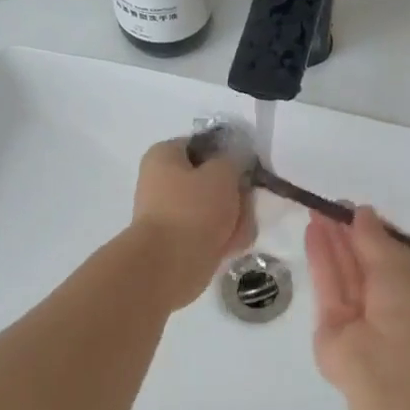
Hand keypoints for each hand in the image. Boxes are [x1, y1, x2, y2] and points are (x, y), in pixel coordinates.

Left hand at [129, 138, 255, 310]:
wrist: (170, 264)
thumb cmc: (194, 208)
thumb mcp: (223, 173)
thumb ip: (235, 160)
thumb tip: (235, 162)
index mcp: (164, 156)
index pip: (203, 145)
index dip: (228, 154)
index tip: (247, 167)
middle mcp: (163, 181)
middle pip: (212, 179)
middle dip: (235, 194)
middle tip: (245, 203)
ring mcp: (170, 213)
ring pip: (215, 208)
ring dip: (234, 218)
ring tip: (238, 230)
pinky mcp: (179, 240)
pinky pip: (210, 232)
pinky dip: (224, 238)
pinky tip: (231, 246)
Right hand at [305, 207, 409, 391]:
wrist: (389, 364)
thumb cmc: (408, 307)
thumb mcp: (397, 262)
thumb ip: (374, 237)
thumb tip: (362, 212)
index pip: (392, 257)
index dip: (374, 232)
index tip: (355, 211)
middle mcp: (388, 302)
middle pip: (364, 262)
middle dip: (348, 233)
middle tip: (330, 206)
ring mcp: (358, 315)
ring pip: (343, 271)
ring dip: (331, 241)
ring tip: (316, 212)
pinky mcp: (331, 323)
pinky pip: (327, 284)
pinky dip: (320, 258)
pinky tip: (312, 232)